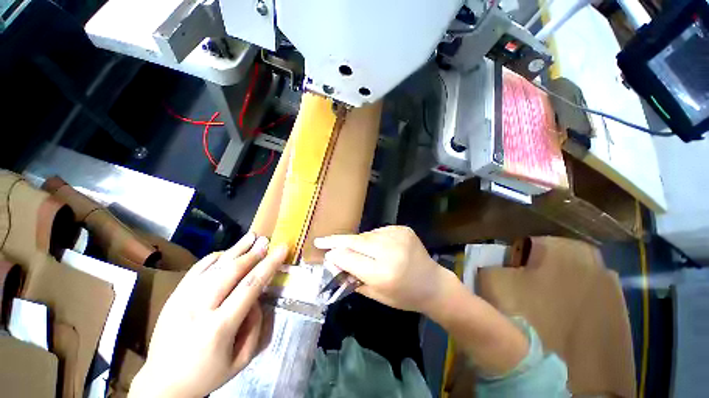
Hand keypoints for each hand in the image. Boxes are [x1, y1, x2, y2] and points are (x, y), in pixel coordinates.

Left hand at [129, 233, 287, 397]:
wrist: (162, 384)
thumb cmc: (207, 374)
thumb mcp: (241, 360)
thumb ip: (255, 326)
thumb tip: (257, 298)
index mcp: (218, 328)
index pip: (250, 287)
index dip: (268, 265)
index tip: (281, 249)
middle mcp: (199, 309)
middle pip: (231, 271)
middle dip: (253, 253)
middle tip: (266, 241)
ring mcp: (183, 300)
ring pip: (214, 267)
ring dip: (235, 249)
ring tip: (251, 237)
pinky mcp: (174, 296)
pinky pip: (196, 269)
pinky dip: (214, 257)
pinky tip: (227, 251)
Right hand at [314, 226, 453, 314]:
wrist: (433, 283)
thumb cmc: (404, 296)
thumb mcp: (376, 295)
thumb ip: (353, 278)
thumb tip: (334, 263)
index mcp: (383, 273)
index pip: (349, 258)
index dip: (335, 255)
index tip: (324, 253)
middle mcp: (390, 251)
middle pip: (355, 242)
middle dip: (337, 241)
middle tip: (321, 240)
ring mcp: (398, 236)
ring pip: (366, 235)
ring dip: (357, 242)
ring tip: (353, 248)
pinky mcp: (402, 229)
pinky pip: (378, 232)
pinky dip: (371, 239)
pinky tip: (374, 246)